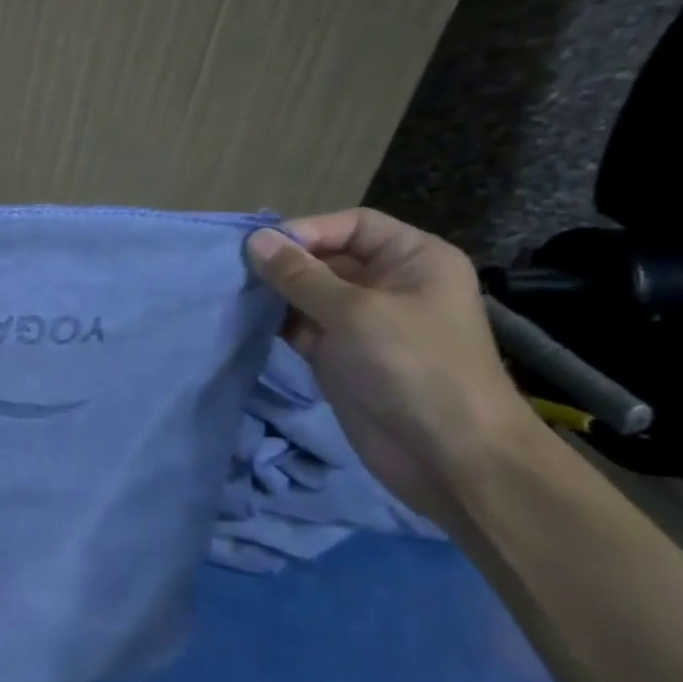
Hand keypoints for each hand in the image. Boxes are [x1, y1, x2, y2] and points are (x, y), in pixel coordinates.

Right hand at [245, 209, 540, 527]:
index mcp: (413, 260)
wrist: (448, 456)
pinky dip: (275, 322)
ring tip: (234, 293)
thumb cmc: (412, 367)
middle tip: (235, 270)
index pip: (353, 225)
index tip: (263, 249)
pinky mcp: (340, 355)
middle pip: (326, 257)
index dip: (309, 230)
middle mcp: (388, 285)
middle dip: (284, 263)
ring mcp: (363, 323)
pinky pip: (301, 326)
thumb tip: (256, 240)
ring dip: (274, 293)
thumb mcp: (354, 312)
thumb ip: (300, 275)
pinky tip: (244, 320)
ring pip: (308, 293)